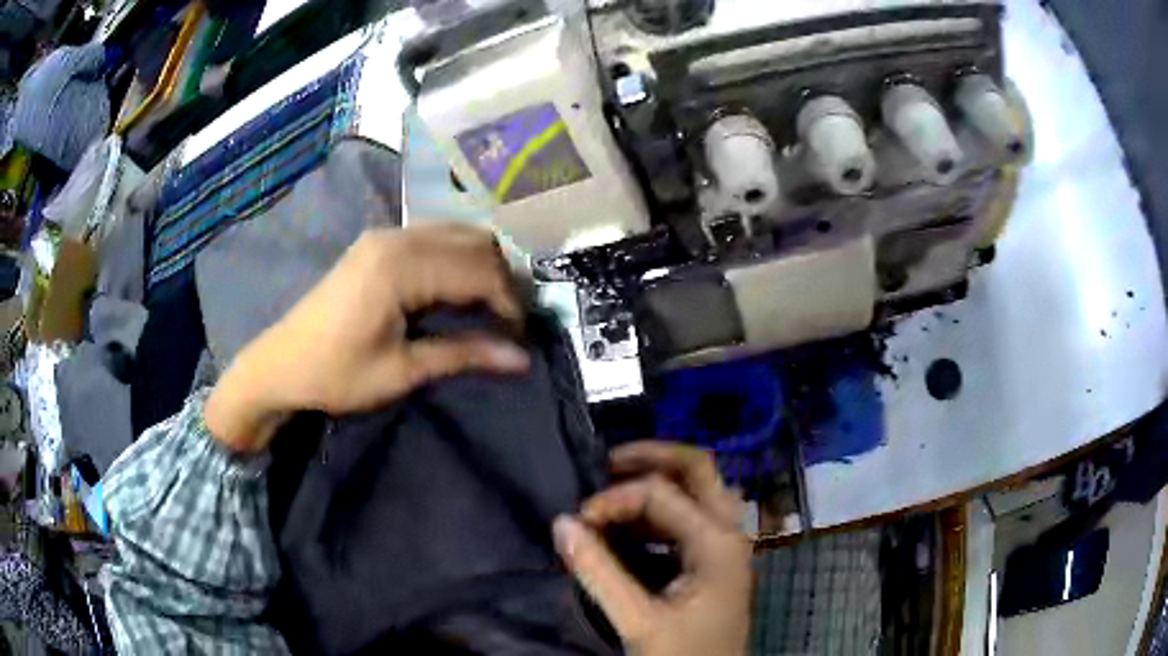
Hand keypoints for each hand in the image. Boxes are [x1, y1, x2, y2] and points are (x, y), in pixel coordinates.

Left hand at [205, 224, 530, 452]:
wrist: (281, 364)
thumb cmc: (337, 374)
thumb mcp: (402, 370)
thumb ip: (463, 354)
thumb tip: (522, 358)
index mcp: (401, 267)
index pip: (479, 270)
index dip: (510, 302)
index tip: (523, 336)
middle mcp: (398, 237)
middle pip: (474, 243)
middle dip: (502, 280)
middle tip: (513, 321)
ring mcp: (386, 235)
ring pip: (457, 234)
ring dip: (482, 266)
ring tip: (493, 306)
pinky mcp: (379, 243)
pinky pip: (435, 237)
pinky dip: (458, 258)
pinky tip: (462, 287)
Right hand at [553, 443, 751, 655]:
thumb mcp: (638, 619)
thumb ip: (598, 572)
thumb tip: (561, 523)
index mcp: (717, 541)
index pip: (660, 493)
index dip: (613, 499)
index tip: (577, 524)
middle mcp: (729, 533)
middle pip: (698, 470)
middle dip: (651, 457)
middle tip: (606, 463)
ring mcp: (725, 546)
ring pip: (696, 491)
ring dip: (656, 483)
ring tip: (612, 490)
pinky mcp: (714, 562)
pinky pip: (690, 518)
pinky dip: (659, 511)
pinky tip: (630, 526)